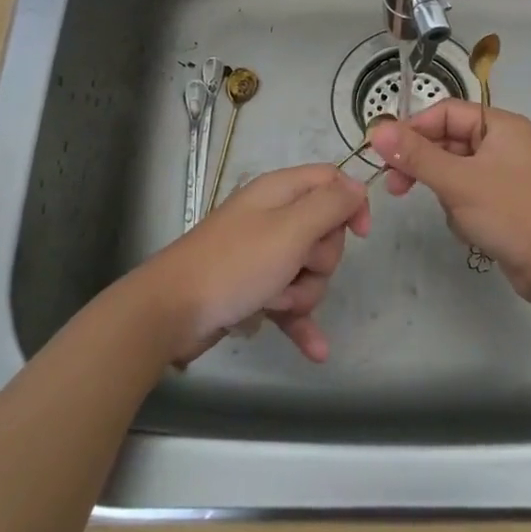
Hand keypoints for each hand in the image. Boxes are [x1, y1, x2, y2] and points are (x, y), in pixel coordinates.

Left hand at [134, 164, 370, 364]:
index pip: (331, 181)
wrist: (170, 312)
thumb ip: (330, 205)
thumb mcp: (291, 229)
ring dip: (303, 293)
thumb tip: (358, 187)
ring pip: (309, 271)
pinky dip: (300, 320)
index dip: (351, 203)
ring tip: (276, 302)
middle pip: (324, 231)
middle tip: (296, 266)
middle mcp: (272, 218)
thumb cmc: (235, 264)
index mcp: (279, 192)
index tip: (360, 234)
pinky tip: (316, 351)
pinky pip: (290, 301)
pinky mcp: (253, 289)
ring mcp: (262, 255)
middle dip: (320, 259)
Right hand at [368, 102, 530, 305]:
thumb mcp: (458, 181)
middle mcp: (504, 144)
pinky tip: (470, 230)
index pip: (446, 113)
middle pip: (449, 141)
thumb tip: (377, 130)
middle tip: (395, 186)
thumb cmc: (511, 213)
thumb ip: (416, 155)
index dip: (414, 129)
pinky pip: (468, 195)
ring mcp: (506, 175)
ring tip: (455, 215)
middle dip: (424, 165)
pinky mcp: (505, 203)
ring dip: (446, 193)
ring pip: (455, 172)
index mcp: (500, 126)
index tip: (384, 152)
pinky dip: (461, 210)